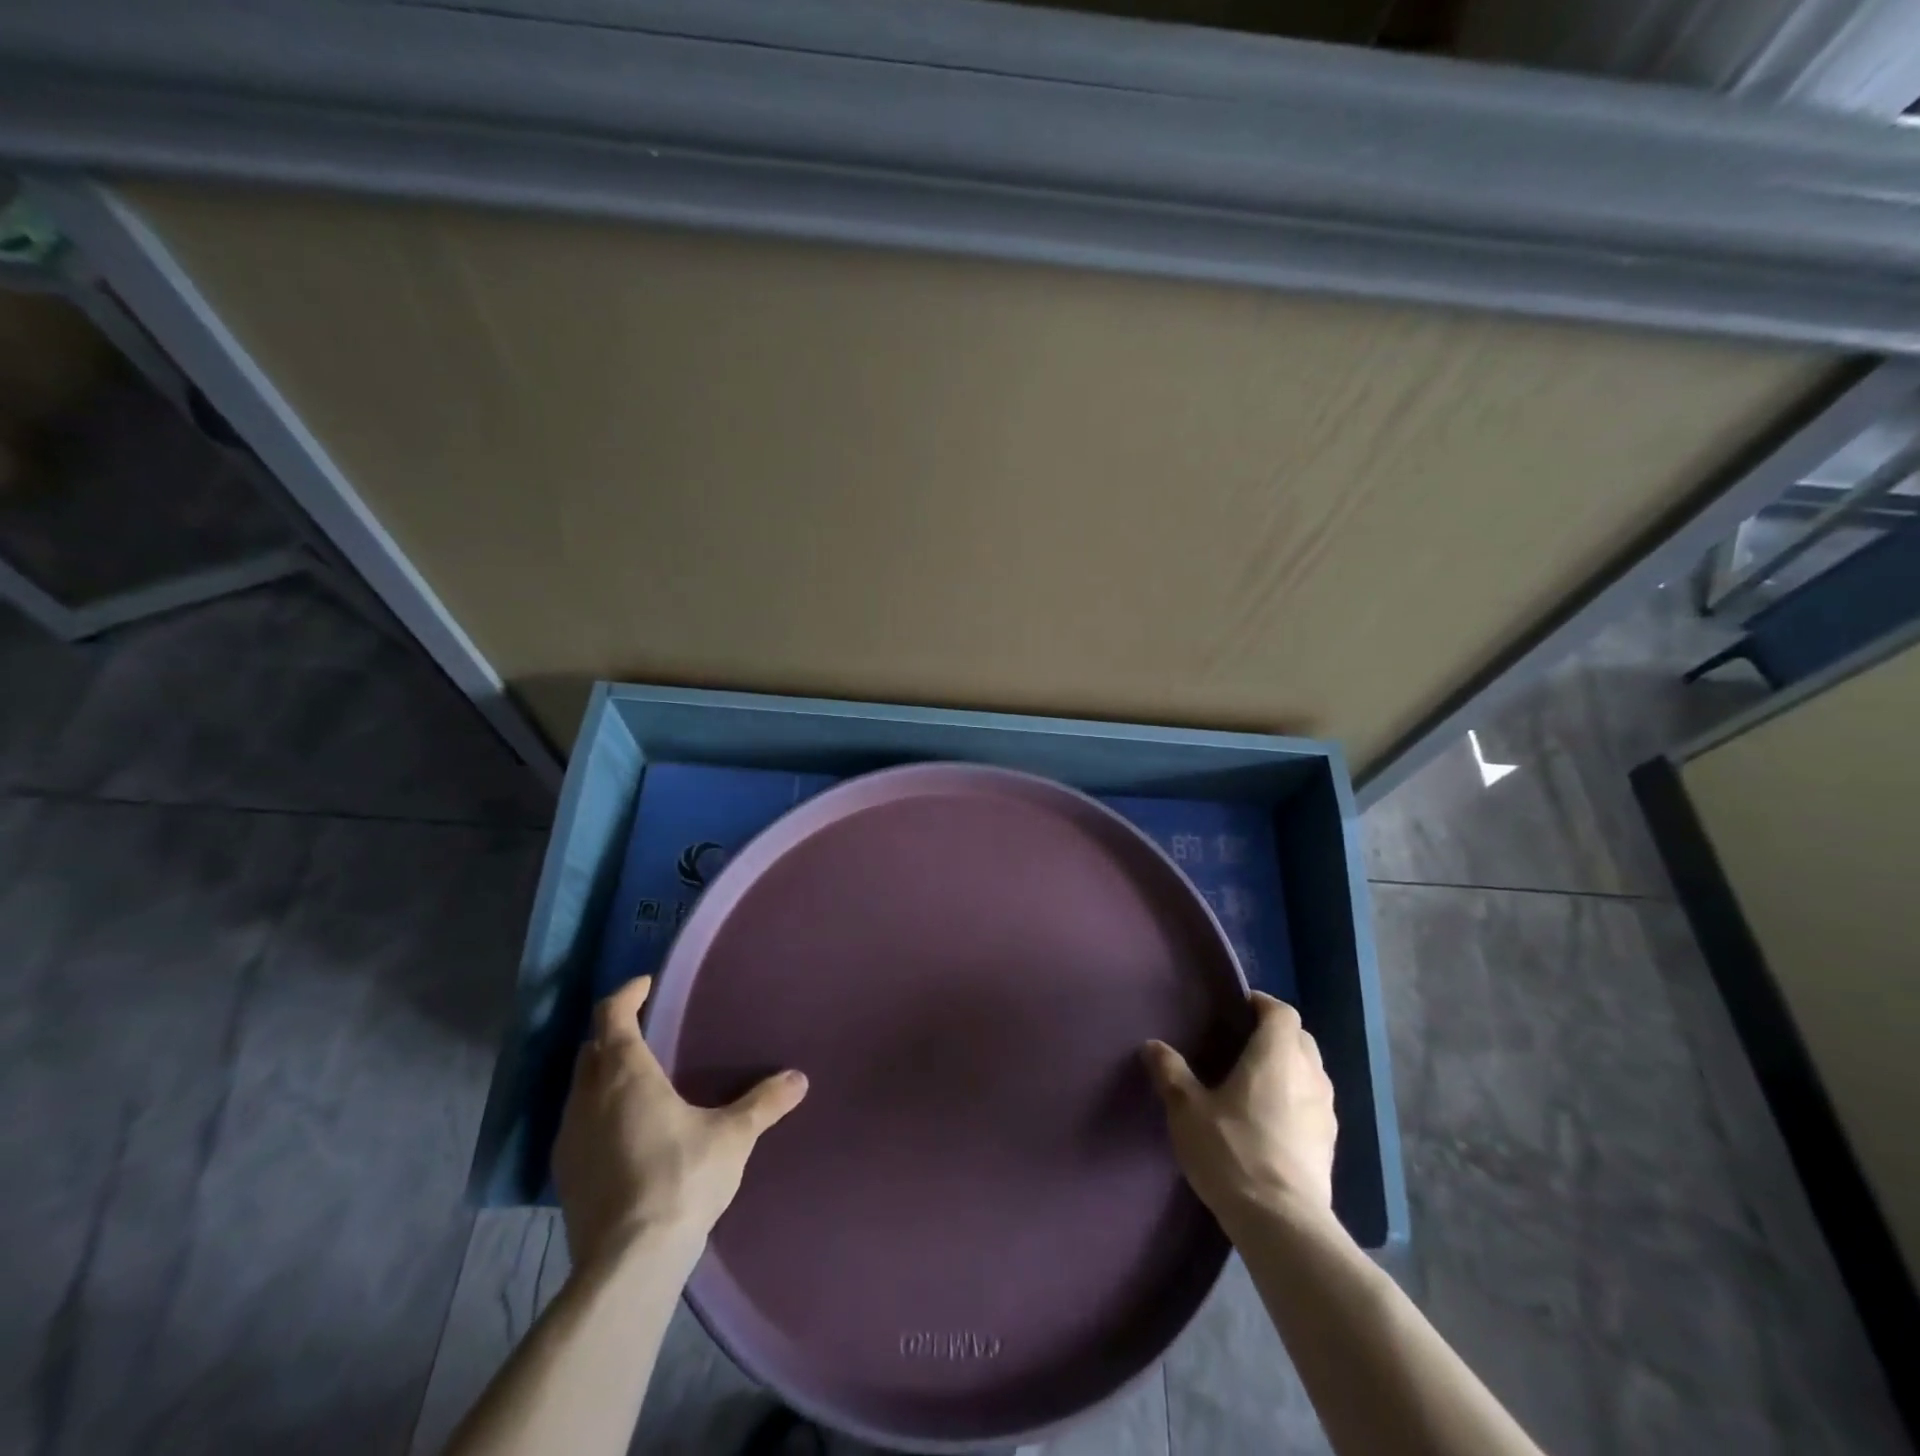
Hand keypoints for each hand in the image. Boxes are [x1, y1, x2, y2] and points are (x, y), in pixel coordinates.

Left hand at [553, 976, 807, 1268]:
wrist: (627, 1264)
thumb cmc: (681, 1179)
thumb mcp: (733, 1136)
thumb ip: (764, 1103)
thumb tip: (799, 1079)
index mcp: (625, 1074)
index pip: (612, 1015)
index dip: (627, 994)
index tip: (646, 985)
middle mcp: (588, 1098)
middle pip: (591, 1049)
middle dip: (615, 1033)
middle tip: (648, 1031)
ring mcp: (569, 1138)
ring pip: (581, 1088)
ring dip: (604, 1075)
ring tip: (641, 1082)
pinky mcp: (565, 1175)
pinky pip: (578, 1124)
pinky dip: (598, 1112)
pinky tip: (627, 1132)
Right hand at [1143, 992, 1336, 1229]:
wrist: (1282, 1224)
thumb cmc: (1233, 1151)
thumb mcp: (1187, 1110)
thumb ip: (1171, 1072)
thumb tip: (1153, 1045)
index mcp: (1276, 1056)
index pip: (1281, 1012)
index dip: (1262, 1004)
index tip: (1238, 1007)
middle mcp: (1308, 1075)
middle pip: (1300, 1038)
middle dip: (1276, 1033)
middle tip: (1242, 1042)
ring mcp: (1325, 1112)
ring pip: (1311, 1072)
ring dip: (1289, 1067)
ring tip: (1256, 1081)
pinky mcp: (1329, 1145)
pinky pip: (1314, 1104)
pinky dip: (1297, 1099)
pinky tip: (1272, 1119)